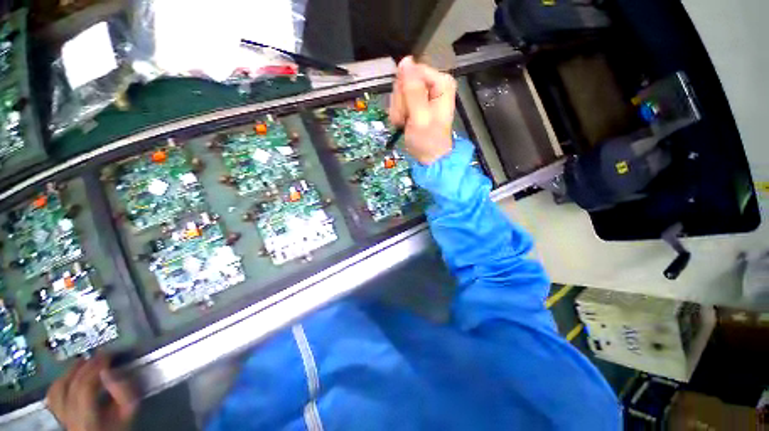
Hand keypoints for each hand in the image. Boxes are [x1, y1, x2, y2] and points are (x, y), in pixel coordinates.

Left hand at [47, 355, 136, 430]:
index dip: (95, 368)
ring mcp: (60, 416)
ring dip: (72, 370)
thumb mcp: (127, 410)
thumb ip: (122, 392)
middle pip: (71, 385)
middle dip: (85, 366)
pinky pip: (53, 394)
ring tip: (85, 362)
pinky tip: (72, 375)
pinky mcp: (57, 413)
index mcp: (85, 420)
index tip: (108, 355)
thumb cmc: (120, 423)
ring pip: (58, 387)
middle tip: (99, 355)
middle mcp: (67, 418)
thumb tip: (109, 370)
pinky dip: (62, 380)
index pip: (85, 387)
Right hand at [389, 56, 456, 164]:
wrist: (428, 158)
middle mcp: (433, 84)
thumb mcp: (420, 116)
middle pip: (404, 81)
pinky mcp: (415, 103)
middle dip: (401, 103)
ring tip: (404, 123)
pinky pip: (398, 101)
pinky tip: (403, 124)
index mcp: (440, 83)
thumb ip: (412, 90)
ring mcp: (423, 94)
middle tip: (405, 119)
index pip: (412, 71)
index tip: (406, 109)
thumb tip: (405, 61)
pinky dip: (398, 114)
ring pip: (399, 92)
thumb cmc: (427, 141)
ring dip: (398, 110)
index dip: (404, 90)